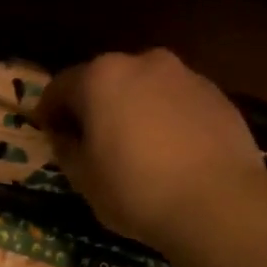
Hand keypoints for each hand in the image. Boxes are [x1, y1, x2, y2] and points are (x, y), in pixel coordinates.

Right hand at [35, 48, 265, 251]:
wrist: (219, 204)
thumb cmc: (136, 190)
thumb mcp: (84, 179)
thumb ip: (67, 149)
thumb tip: (63, 136)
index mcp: (100, 78)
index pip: (60, 87)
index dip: (48, 112)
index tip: (47, 134)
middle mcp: (143, 62)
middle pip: (105, 81)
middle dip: (93, 106)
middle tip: (90, 140)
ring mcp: (185, 75)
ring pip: (144, 88)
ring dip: (132, 109)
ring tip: (134, 147)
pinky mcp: (217, 95)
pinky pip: (176, 102)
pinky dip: (165, 118)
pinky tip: (169, 151)